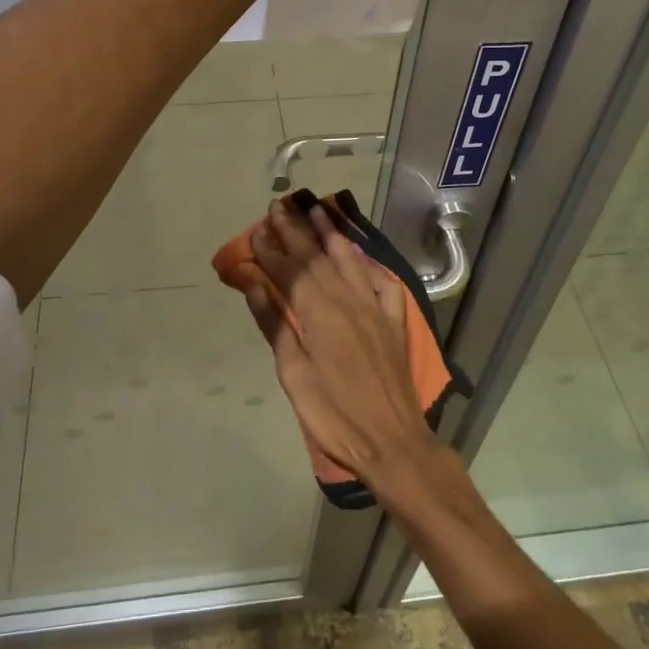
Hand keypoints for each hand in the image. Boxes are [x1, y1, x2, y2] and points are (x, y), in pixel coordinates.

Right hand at [244, 197, 440, 487]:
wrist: (392, 441)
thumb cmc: (333, 415)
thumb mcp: (294, 375)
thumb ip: (276, 326)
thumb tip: (255, 287)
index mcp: (319, 313)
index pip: (290, 272)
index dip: (270, 251)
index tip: (255, 231)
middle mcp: (348, 300)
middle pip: (317, 258)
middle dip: (296, 231)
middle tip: (280, 206)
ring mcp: (375, 308)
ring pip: (350, 261)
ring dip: (332, 235)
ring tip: (319, 211)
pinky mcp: (394, 321)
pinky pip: (383, 283)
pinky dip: (370, 265)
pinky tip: (362, 255)